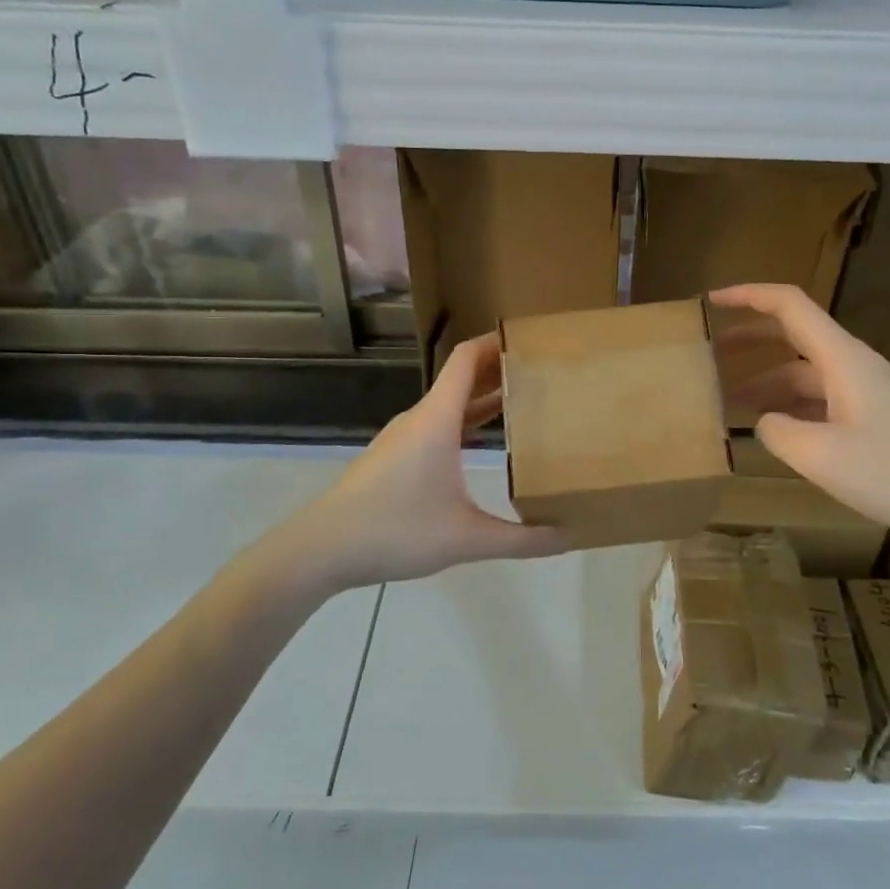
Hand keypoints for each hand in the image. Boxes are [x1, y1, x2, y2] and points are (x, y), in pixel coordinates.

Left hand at [270, 334, 567, 591]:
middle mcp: (420, 419)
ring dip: (482, 397)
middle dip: (500, 370)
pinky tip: (482, 443)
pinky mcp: (394, 457)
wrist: (321, 549)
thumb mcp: (466, 539)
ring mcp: (403, 437)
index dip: (496, 342)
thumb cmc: (395, 531)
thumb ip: (522, 540)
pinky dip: (464, 421)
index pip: (467, 359)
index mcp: (437, 420)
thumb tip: (569, 536)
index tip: (532, 339)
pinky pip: (437, 424)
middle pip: (462, 377)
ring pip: (449, 404)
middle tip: (542, 372)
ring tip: (522, 402)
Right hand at [711, 283, 889, 556]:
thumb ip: (777, 431)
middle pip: (792, 334)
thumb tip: (764, 422)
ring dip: (764, 380)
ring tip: (725, 402)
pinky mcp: (870, 417)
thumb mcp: (819, 455)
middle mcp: (851, 364)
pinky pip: (817, 398)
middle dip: (747, 339)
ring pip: (802, 372)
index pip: (789, 305)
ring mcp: (863, 391)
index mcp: (841, 357)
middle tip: (707, 355)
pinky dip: (787, 405)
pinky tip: (769, 429)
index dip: (747, 296)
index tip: (710, 302)